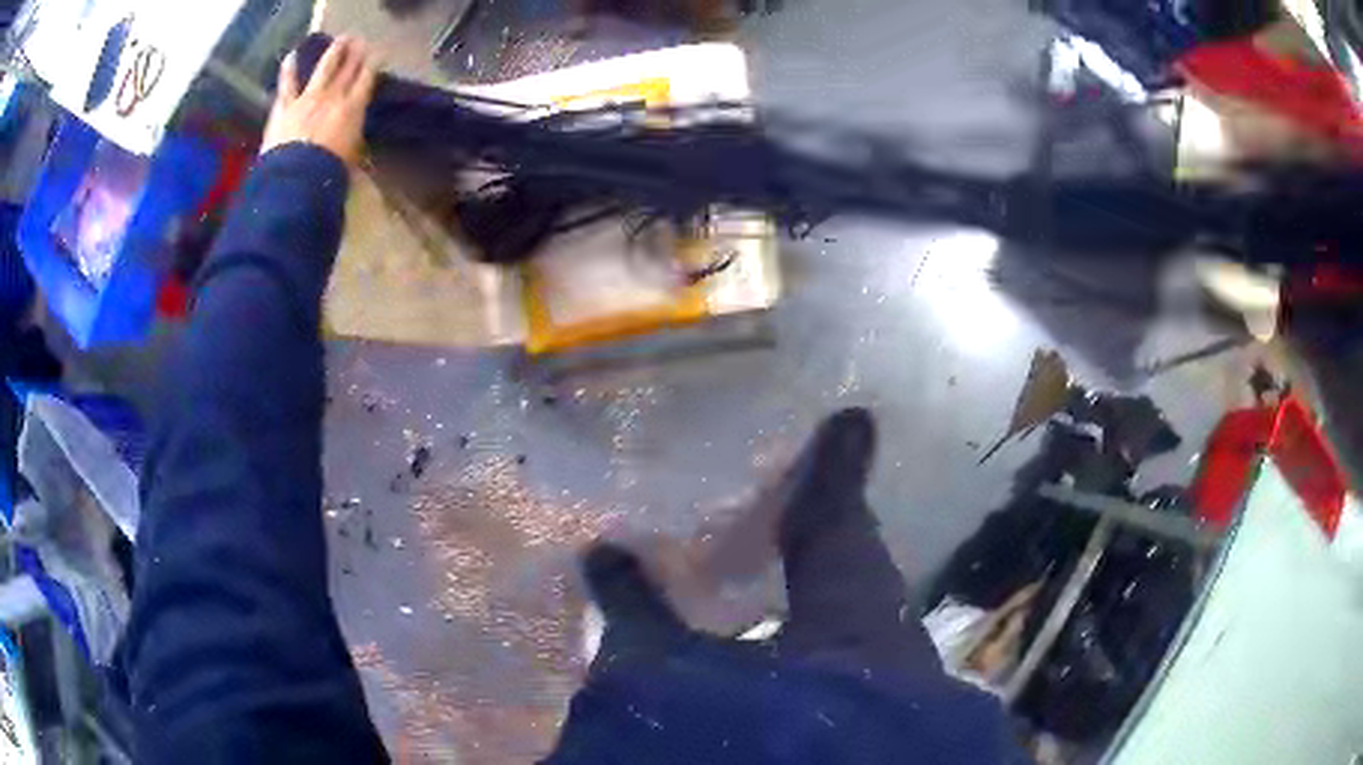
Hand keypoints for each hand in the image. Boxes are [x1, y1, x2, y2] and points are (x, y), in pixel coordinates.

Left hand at [261, 37, 376, 166]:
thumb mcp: (351, 159)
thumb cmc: (329, 174)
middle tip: (361, 41)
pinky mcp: (286, 107)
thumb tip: (359, 144)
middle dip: (356, 53)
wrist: (296, 179)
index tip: (379, 54)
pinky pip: (288, 84)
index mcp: (353, 109)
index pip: (367, 79)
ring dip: (334, 52)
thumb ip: (355, 144)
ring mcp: (308, 98)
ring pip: (325, 68)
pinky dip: (288, 69)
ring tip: (341, 40)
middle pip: (348, 69)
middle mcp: (333, 96)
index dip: (374, 64)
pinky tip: (291, 55)